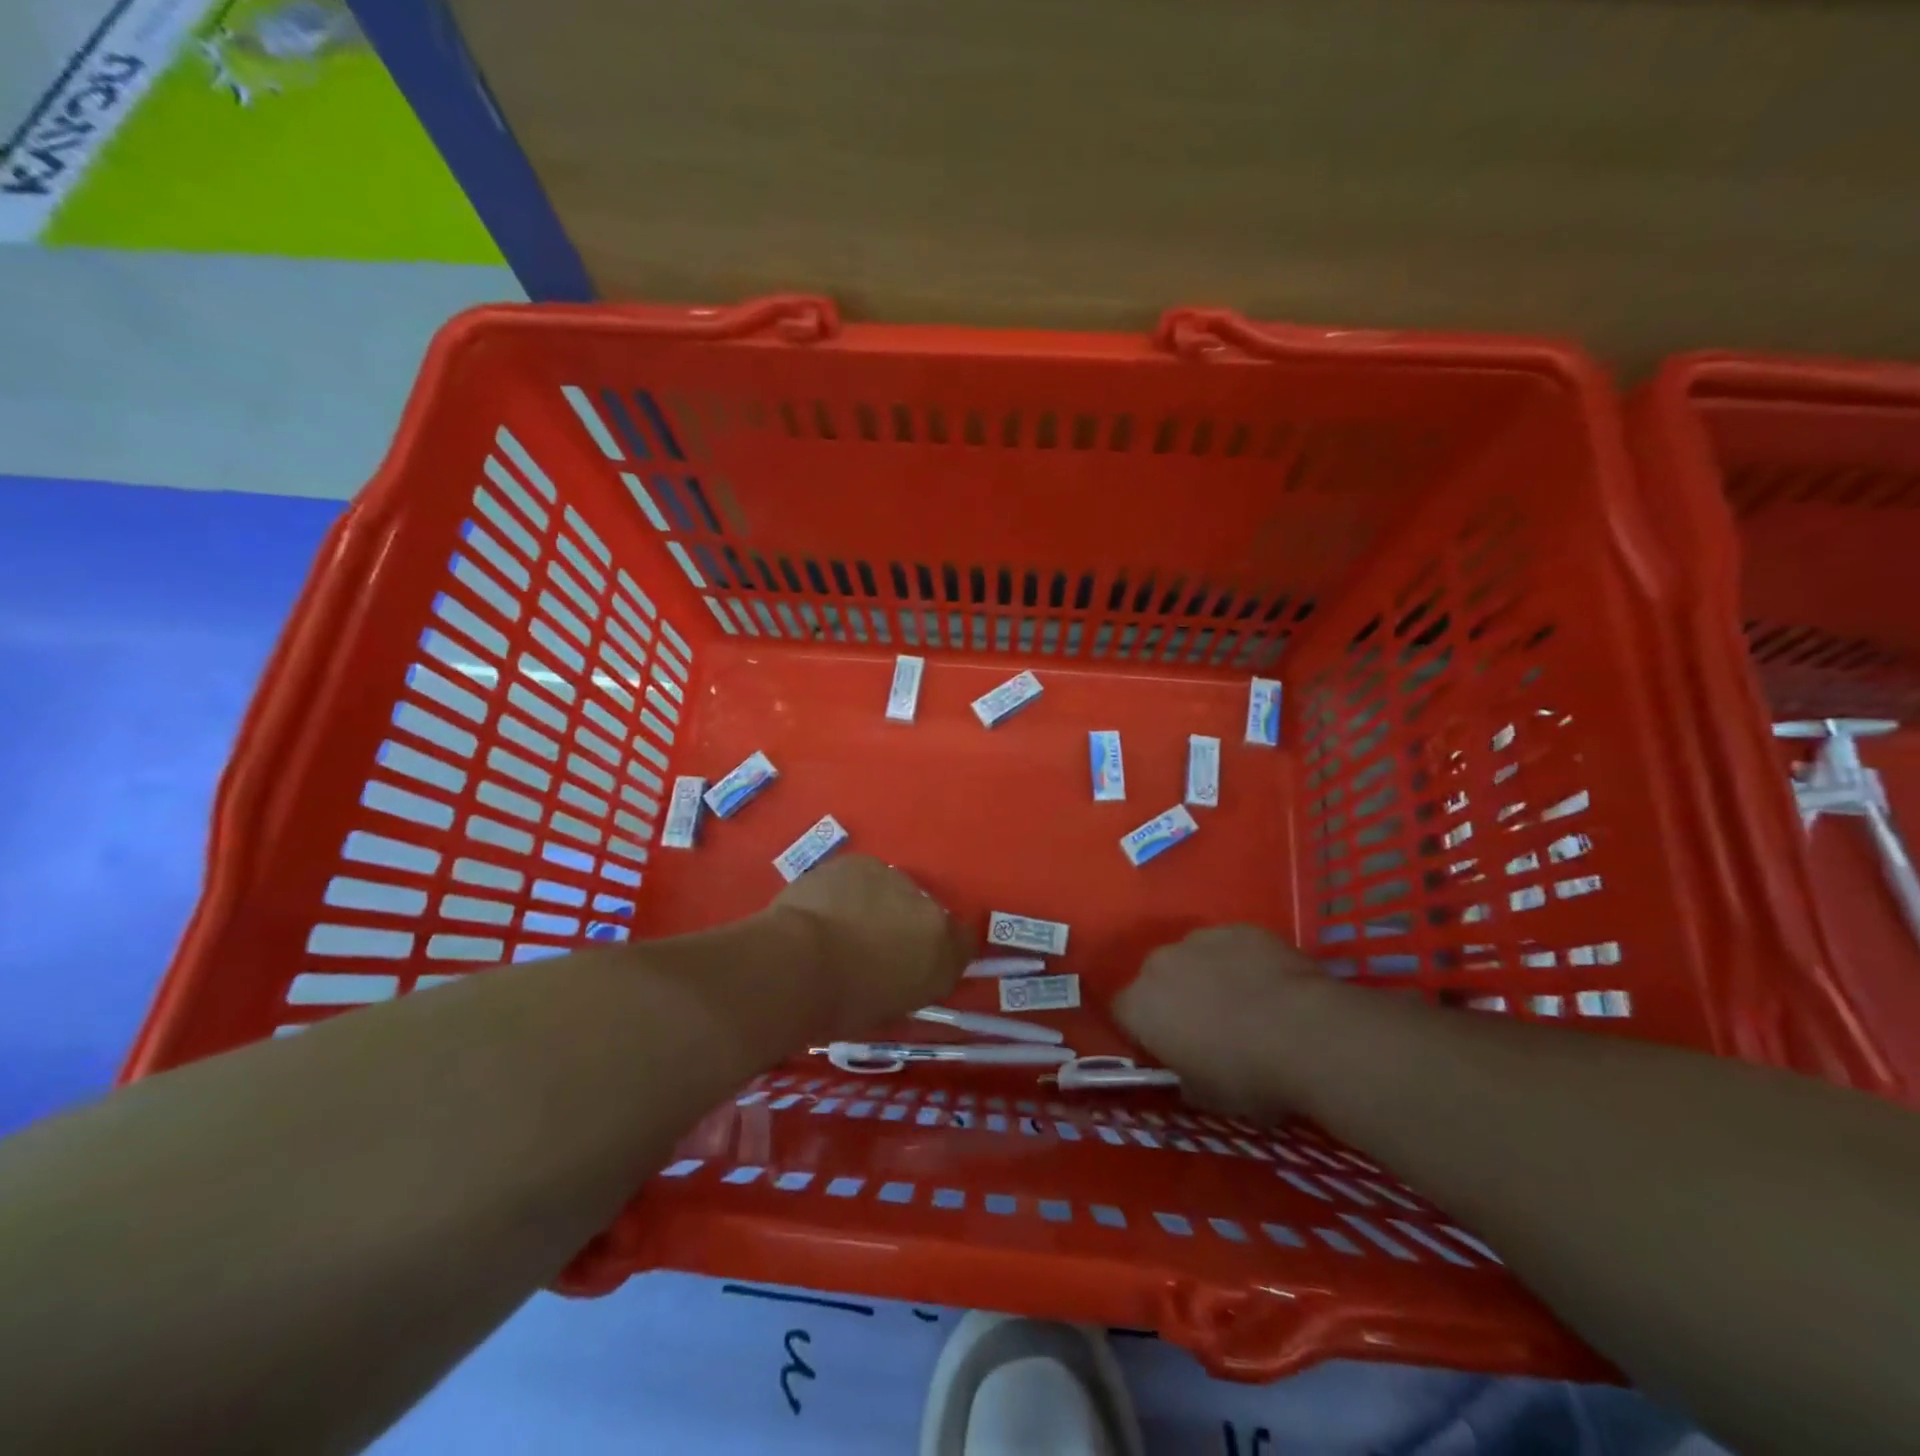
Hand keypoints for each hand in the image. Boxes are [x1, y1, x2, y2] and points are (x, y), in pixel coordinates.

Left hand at [770, 855, 971, 1036]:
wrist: (798, 964)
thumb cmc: (843, 1005)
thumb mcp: (890, 1009)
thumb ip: (911, 982)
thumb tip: (905, 971)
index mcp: (942, 949)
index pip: (962, 942)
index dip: (941, 950)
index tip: (917, 963)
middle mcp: (928, 907)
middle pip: (923, 912)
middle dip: (904, 926)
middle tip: (871, 948)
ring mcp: (892, 878)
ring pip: (891, 891)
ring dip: (877, 904)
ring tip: (843, 926)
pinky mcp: (859, 862)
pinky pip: (861, 877)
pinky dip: (849, 890)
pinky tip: (825, 908)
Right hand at [1114, 925, 1326, 1118]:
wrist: (1307, 1033)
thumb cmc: (1246, 1074)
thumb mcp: (1206, 1096)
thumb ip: (1183, 1076)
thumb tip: (1186, 1071)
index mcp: (1140, 1005)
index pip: (1122, 1013)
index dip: (1142, 1032)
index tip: (1167, 1050)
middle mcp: (1159, 962)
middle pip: (1156, 979)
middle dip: (1174, 999)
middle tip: (1208, 1028)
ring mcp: (1200, 938)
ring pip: (1193, 958)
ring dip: (1207, 977)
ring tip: (1244, 1005)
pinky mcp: (1239, 928)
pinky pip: (1231, 947)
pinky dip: (1242, 963)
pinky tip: (1269, 987)